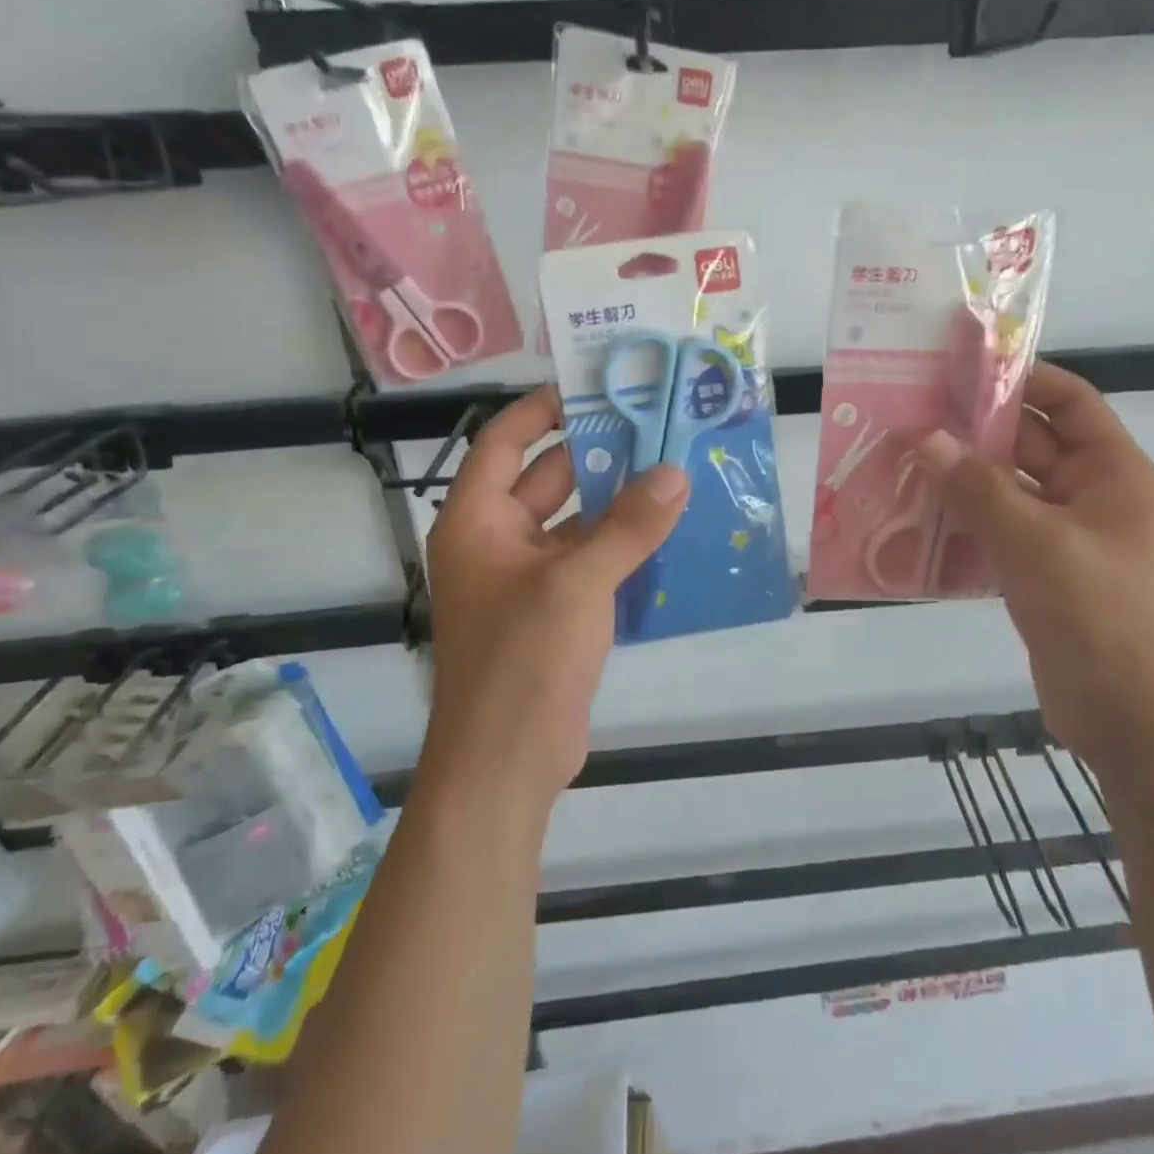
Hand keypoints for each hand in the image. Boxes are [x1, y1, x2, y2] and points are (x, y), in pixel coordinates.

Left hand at [421, 387, 688, 817]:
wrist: (506, 766)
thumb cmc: (522, 663)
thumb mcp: (576, 586)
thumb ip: (628, 527)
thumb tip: (676, 473)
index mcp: (477, 521)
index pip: (505, 442)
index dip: (544, 409)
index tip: (596, 387)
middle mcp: (498, 541)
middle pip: (549, 478)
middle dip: (600, 454)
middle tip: (658, 426)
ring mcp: (528, 579)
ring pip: (577, 522)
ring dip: (619, 502)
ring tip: (675, 470)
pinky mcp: (556, 611)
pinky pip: (592, 561)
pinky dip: (624, 545)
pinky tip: (671, 531)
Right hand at [913, 364, 1153, 766]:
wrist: (1135, 720)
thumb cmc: (1101, 616)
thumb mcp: (1037, 543)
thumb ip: (978, 488)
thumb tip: (923, 437)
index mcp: (1111, 473)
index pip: (1068, 401)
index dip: (1020, 378)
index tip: (959, 369)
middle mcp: (1090, 497)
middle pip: (1028, 445)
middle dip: (973, 431)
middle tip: (910, 416)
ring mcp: (1064, 539)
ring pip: (1005, 492)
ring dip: (960, 480)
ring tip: (900, 463)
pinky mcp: (1040, 576)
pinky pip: (996, 533)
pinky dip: (961, 523)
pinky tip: (914, 520)